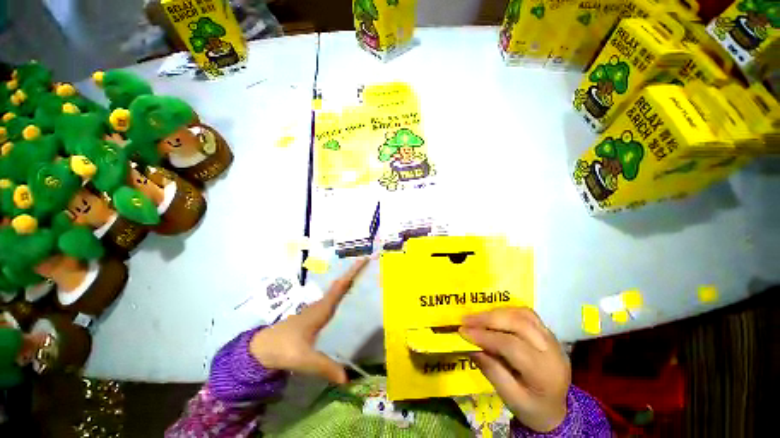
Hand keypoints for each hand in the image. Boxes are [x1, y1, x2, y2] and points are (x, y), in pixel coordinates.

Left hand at [249, 258, 368, 383]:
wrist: (259, 351)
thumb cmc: (282, 350)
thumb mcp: (305, 360)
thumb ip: (326, 367)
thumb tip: (347, 379)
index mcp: (316, 314)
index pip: (336, 291)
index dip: (350, 275)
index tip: (363, 259)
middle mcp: (313, 311)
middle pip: (334, 291)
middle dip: (349, 278)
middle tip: (364, 267)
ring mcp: (306, 317)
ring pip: (327, 299)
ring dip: (340, 289)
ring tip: (354, 283)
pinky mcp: (303, 326)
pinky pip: (323, 309)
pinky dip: (333, 302)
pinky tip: (334, 310)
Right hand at [460, 307, 569, 431]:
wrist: (557, 411)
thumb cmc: (532, 410)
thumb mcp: (510, 399)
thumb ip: (493, 373)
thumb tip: (472, 349)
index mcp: (542, 369)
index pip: (512, 345)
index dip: (486, 336)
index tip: (462, 332)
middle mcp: (551, 348)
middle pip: (521, 323)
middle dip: (491, 318)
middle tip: (466, 320)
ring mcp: (554, 340)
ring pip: (528, 316)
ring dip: (501, 313)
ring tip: (477, 317)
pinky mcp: (551, 337)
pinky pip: (531, 319)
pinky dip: (512, 314)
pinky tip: (496, 318)